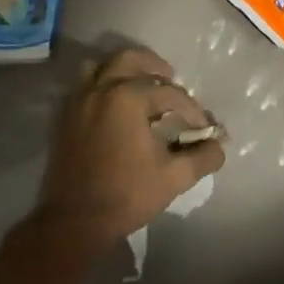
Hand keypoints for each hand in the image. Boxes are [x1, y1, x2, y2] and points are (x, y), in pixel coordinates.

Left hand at [34, 47, 225, 252]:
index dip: (190, 109)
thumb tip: (219, 145)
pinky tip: (114, 107)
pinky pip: (82, 87)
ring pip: (99, 67)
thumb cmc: (126, 195)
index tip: (201, 127)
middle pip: (130, 59)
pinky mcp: (64, 119)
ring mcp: (78, 102)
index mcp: (128, 97)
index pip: (170, 93)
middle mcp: (101, 89)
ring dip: (122, 71)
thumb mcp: (174, 177)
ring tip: (139, 86)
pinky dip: (100, 87)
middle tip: (170, 79)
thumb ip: (203, 157)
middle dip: (154, 66)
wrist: (73, 223)